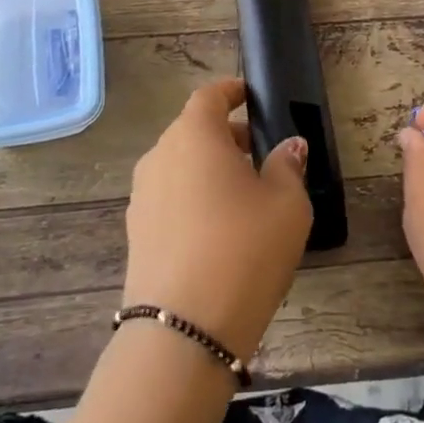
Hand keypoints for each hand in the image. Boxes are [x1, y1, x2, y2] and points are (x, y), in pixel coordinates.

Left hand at [123, 76, 312, 360]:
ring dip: (207, 169)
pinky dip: (192, 198)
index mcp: (193, 136)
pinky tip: (217, 230)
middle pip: (192, 131)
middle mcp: (160, 156)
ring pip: (179, 166)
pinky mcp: (135, 233)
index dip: (231, 92)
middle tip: (258, 153)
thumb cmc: (244, 249)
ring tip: (242, 195)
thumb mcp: (287, 205)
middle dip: (224, 135)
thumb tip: (288, 147)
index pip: (209, 96)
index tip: (249, 96)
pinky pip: (169, 198)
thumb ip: (287, 166)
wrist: (183, 330)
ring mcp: (141, 196)